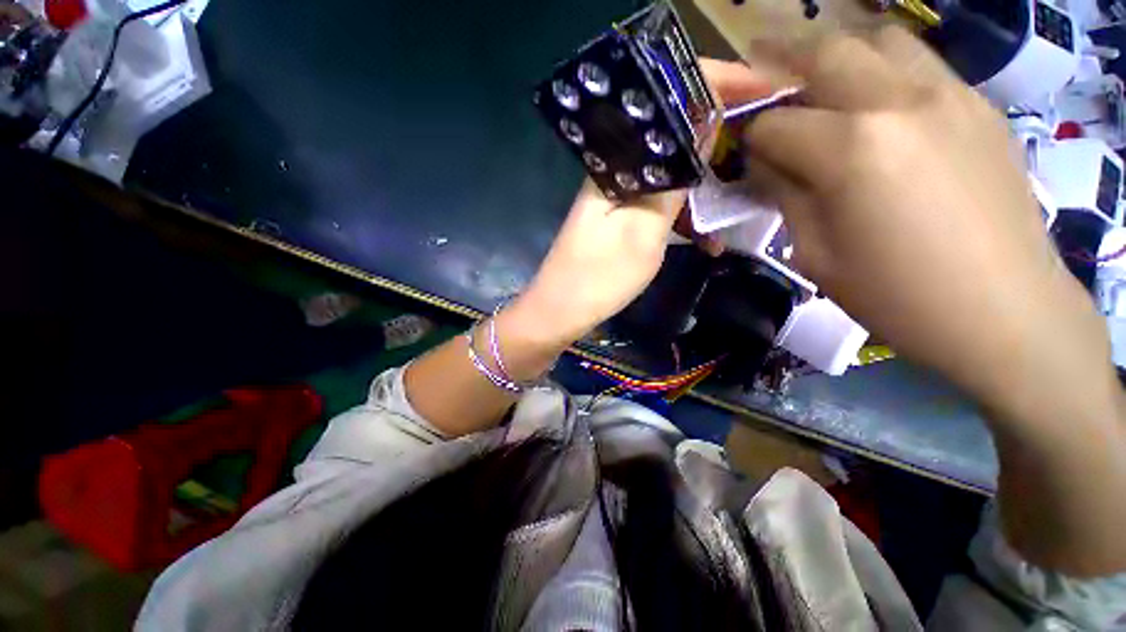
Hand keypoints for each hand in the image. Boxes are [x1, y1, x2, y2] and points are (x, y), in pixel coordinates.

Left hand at [509, 59, 772, 350]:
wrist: (562, 311)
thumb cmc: (599, 277)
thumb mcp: (644, 231)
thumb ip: (674, 181)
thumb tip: (705, 126)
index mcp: (617, 162)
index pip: (668, 104)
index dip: (716, 86)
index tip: (764, 89)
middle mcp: (616, 170)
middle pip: (673, 135)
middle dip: (720, 133)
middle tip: (763, 142)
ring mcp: (618, 195)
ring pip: (670, 173)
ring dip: (706, 184)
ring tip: (745, 193)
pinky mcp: (620, 218)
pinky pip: (659, 203)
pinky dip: (685, 216)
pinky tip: (709, 239)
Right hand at [744, 28, 1108, 409]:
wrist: (1005, 312)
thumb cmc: (895, 294)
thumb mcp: (814, 252)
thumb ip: (783, 194)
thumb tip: (763, 162)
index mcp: (850, 148)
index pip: (773, 125)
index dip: (748, 139)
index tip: (741, 154)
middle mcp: (898, 100)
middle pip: (823, 52)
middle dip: (779, 58)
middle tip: (755, 64)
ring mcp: (947, 93)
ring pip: (876, 39)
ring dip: (835, 51)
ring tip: (815, 74)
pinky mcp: (977, 104)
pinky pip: (917, 62)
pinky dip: (880, 66)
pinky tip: (871, 96)